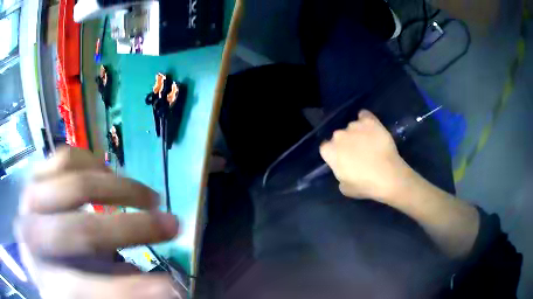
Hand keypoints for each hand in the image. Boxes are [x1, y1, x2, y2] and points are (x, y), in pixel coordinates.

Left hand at [15, 148, 181, 298]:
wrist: (31, 248)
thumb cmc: (56, 277)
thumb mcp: (83, 293)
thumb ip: (115, 287)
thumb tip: (163, 287)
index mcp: (43, 275)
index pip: (81, 286)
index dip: (126, 289)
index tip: (172, 287)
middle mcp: (31, 235)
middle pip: (81, 230)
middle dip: (132, 229)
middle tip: (173, 225)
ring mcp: (29, 197)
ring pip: (74, 184)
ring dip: (118, 189)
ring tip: (148, 197)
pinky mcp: (35, 174)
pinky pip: (65, 157)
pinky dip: (92, 162)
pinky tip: (109, 173)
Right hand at [319, 110, 409, 200]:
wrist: (388, 176)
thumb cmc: (364, 185)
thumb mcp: (344, 186)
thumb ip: (339, 173)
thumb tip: (344, 167)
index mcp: (330, 151)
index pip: (326, 148)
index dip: (334, 154)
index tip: (342, 160)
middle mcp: (338, 135)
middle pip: (339, 136)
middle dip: (345, 143)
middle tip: (357, 153)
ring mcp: (354, 125)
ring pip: (352, 127)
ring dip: (357, 133)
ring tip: (369, 143)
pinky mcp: (369, 121)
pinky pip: (364, 116)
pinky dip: (366, 120)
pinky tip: (371, 127)